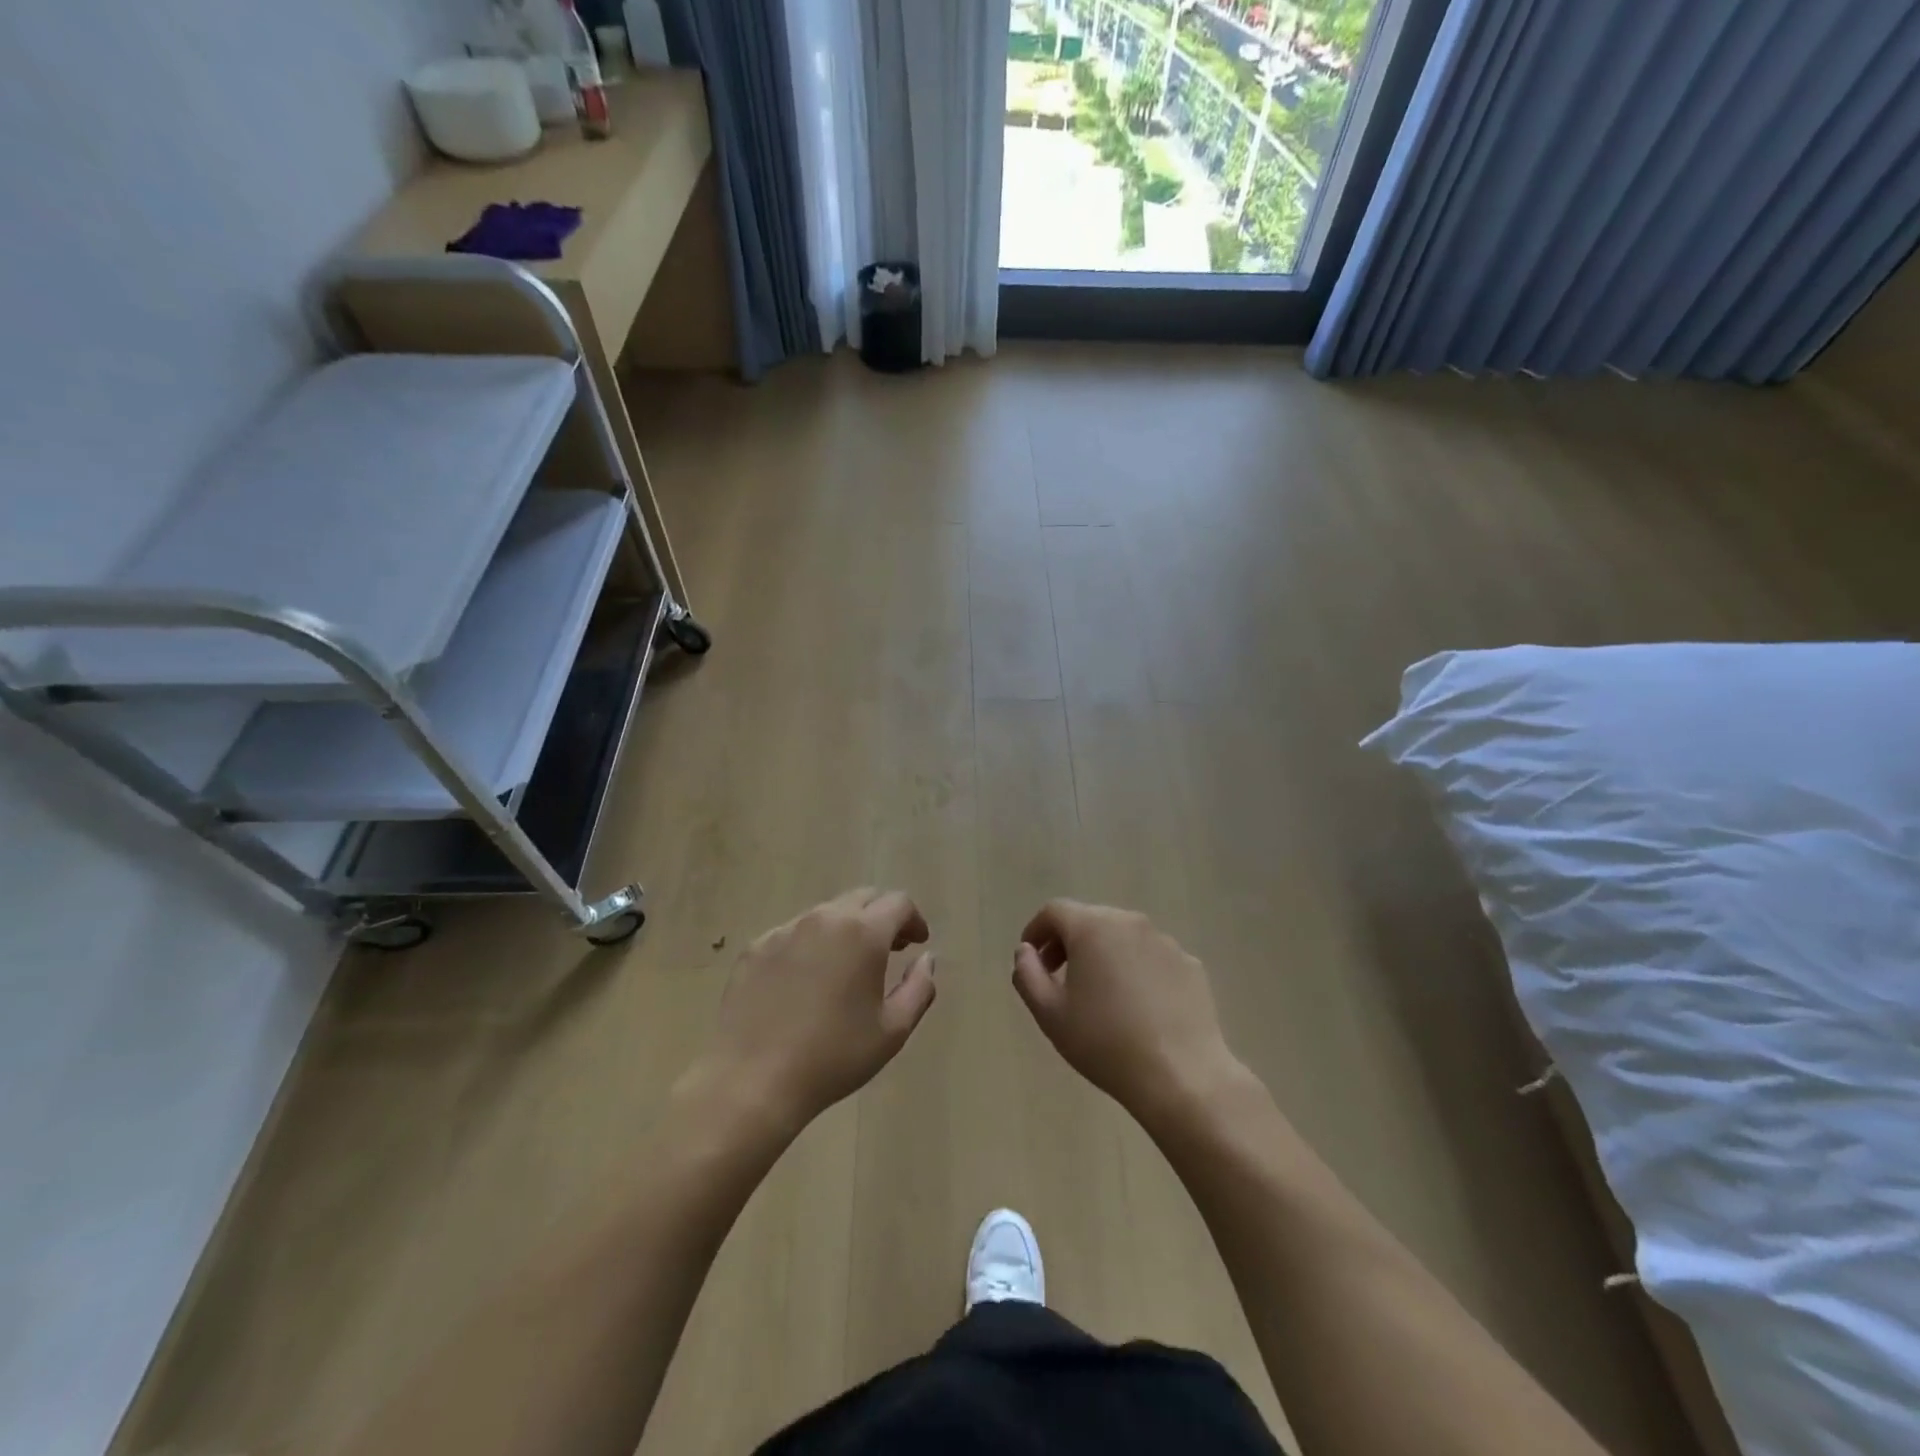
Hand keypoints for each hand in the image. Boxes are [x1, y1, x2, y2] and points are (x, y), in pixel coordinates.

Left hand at [693, 889, 935, 1136]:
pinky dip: (811, 945)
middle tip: (889, 949)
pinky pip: (793, 933)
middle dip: (882, 917)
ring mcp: (785, 930)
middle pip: (862, 898)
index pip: (898, 903)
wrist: (752, 1080)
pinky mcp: (756, 948)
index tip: (917, 943)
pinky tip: (806, 981)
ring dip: (846, 929)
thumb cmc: (833, 1057)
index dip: (914, 919)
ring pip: (826, 913)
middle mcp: (824, 918)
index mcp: (863, 933)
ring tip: (847, 965)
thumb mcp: (893, 1030)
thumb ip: (920, 987)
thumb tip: (926, 958)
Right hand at [1013, 900, 1241, 1124]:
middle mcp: (1130, 922)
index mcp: (1092, 927)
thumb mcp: (1049, 1013)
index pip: (1054, 911)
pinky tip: (1137, 1008)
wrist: (1181, 1076)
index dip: (1036, 931)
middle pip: (1090, 920)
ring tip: (1099, 995)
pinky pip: (1151, 957)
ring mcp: (1165, 942)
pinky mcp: (1190, 965)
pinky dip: (1136, 970)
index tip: (1031, 959)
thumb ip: (1027, 974)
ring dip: (1103, 955)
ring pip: (1122, 937)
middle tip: (1058, 977)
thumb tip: (1025, 951)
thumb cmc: (1104, 1042)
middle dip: (1068, 942)